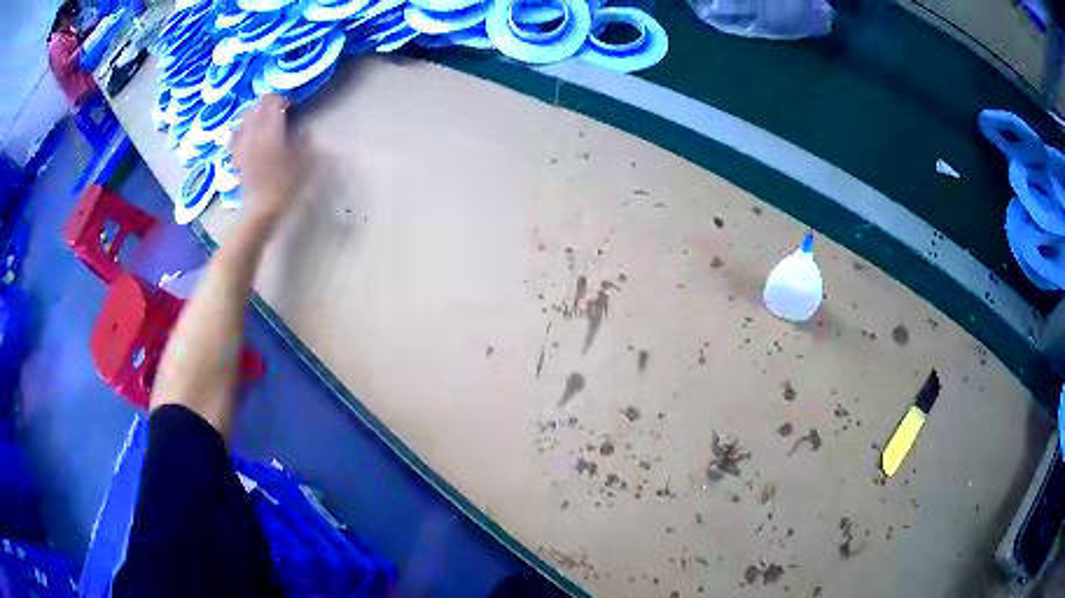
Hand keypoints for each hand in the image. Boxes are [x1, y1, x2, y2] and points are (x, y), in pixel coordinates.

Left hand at [232, 94, 308, 222]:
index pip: (273, 103)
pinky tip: (243, 133)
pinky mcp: (237, 158)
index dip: (282, 98)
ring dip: (251, 115)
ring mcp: (243, 146)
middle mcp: (255, 135)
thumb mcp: (305, 163)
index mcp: (273, 132)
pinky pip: (234, 138)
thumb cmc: (286, 187)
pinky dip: (239, 131)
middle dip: (264, 104)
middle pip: (255, 108)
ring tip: (259, 117)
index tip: (290, 103)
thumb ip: (304, 143)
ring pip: (242, 120)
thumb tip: (305, 131)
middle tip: (274, 107)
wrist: (262, 211)